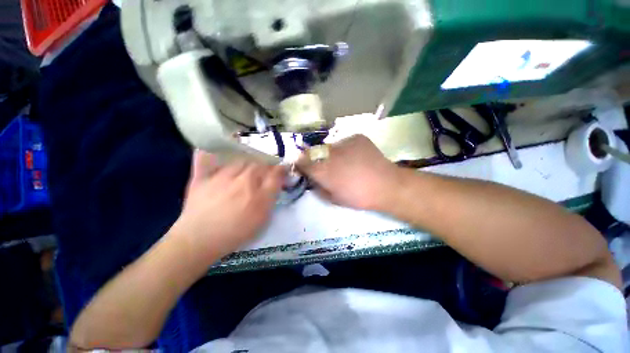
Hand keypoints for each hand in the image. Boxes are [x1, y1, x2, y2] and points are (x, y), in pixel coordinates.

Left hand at [173, 150, 285, 261]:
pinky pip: (206, 158)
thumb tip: (277, 183)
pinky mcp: (202, 177)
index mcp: (259, 194)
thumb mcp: (262, 219)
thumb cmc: (235, 233)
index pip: (276, 173)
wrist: (199, 241)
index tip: (283, 169)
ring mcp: (222, 177)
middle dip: (266, 165)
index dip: (281, 169)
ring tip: (248, 167)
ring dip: (249, 161)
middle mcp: (243, 181)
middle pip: (260, 163)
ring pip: (241, 160)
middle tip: (265, 171)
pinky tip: (214, 150)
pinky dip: (211, 152)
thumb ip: (271, 198)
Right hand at [298, 135, 401, 210]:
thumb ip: (318, 188)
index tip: (304, 168)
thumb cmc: (358, 196)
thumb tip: (312, 180)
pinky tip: (354, 157)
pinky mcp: (356, 137)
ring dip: (330, 154)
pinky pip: (344, 142)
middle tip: (324, 166)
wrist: (387, 185)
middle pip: (313, 152)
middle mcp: (329, 153)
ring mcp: (344, 142)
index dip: (301, 165)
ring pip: (329, 146)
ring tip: (343, 162)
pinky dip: (345, 149)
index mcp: (322, 170)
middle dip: (314, 159)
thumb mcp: (333, 199)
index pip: (301, 162)